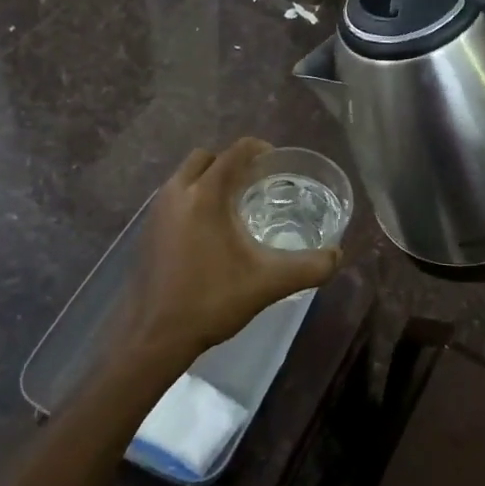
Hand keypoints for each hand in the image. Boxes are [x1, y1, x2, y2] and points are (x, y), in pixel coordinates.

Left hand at [122, 139, 341, 369]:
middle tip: (256, 183)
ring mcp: (157, 211)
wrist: (154, 335)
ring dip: (210, 180)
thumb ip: (309, 267)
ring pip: (186, 177)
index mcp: (206, 194)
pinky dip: (193, 199)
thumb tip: (337, 256)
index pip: (235, 152)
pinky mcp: (147, 231)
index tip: (277, 164)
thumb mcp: (269, 283)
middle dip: (231, 163)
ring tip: (235, 206)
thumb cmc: (212, 300)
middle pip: (207, 157)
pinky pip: (174, 198)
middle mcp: (177, 192)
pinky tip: (211, 232)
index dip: (259, 150)